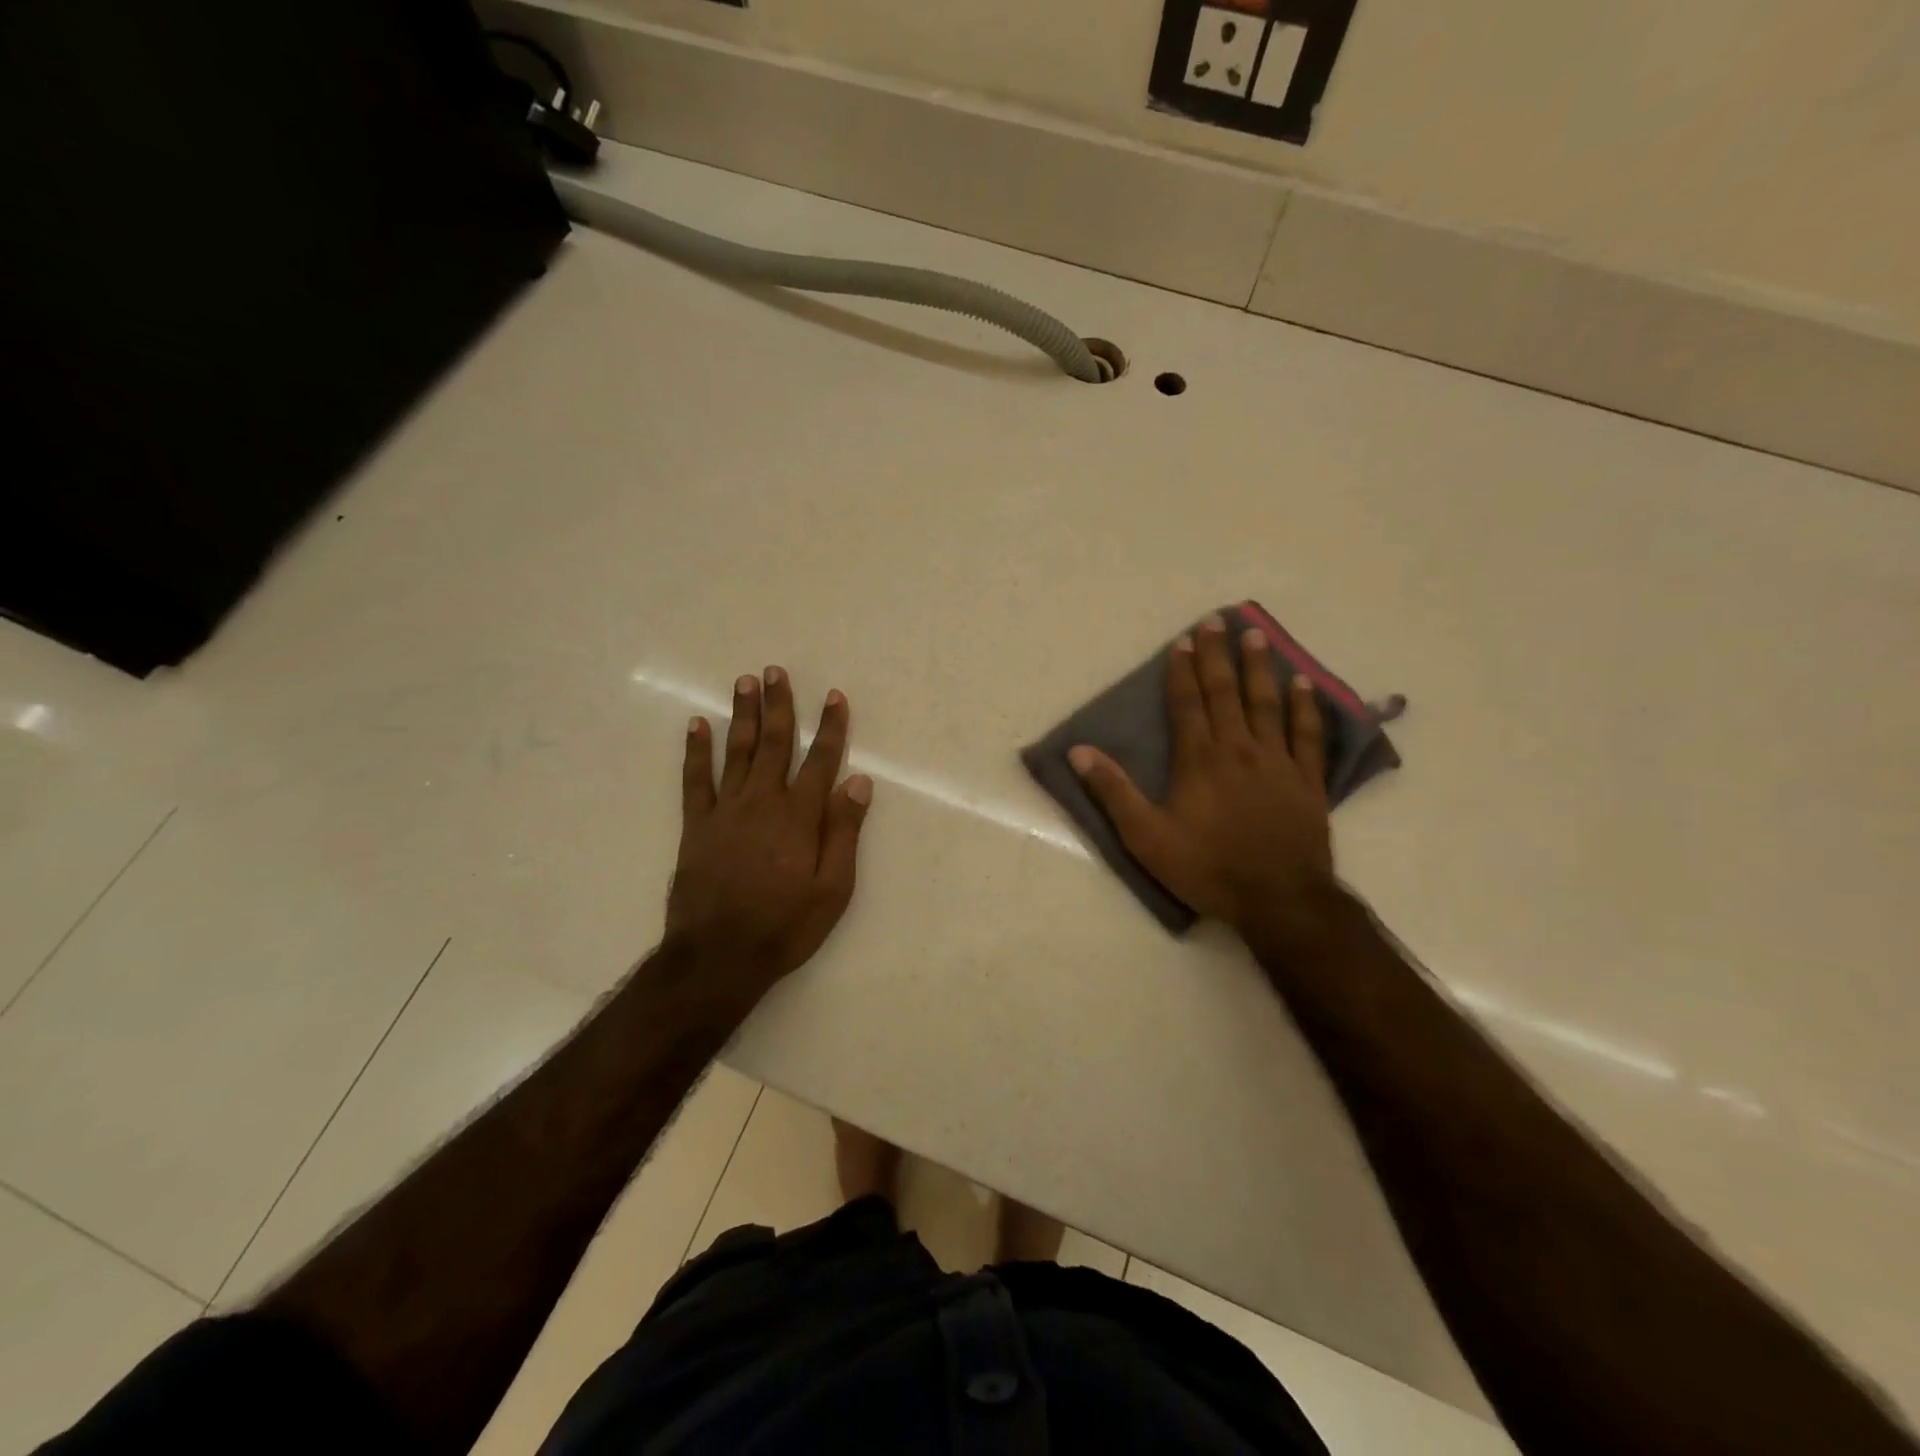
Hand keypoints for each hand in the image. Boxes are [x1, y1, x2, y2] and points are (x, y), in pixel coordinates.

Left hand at [667, 667, 872, 996]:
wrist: (719, 956)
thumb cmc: (785, 926)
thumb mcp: (833, 888)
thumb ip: (844, 832)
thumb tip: (859, 782)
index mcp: (800, 816)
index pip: (821, 760)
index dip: (830, 727)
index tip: (834, 697)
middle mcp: (763, 802)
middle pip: (773, 743)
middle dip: (778, 705)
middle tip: (775, 671)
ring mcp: (726, 811)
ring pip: (736, 751)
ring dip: (741, 715)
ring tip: (744, 682)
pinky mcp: (697, 826)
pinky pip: (695, 780)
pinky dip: (696, 751)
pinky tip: (697, 726)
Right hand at [1069, 616, 1336, 953]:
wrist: (1277, 899)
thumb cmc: (1206, 867)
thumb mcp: (1145, 836)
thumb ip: (1113, 791)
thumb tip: (1078, 751)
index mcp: (1198, 759)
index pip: (1188, 703)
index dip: (1183, 670)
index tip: (1184, 640)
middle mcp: (1238, 749)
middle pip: (1225, 692)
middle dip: (1218, 655)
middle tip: (1217, 621)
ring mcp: (1277, 762)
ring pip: (1266, 703)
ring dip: (1259, 668)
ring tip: (1257, 636)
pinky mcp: (1307, 780)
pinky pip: (1308, 735)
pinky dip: (1305, 708)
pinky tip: (1303, 685)